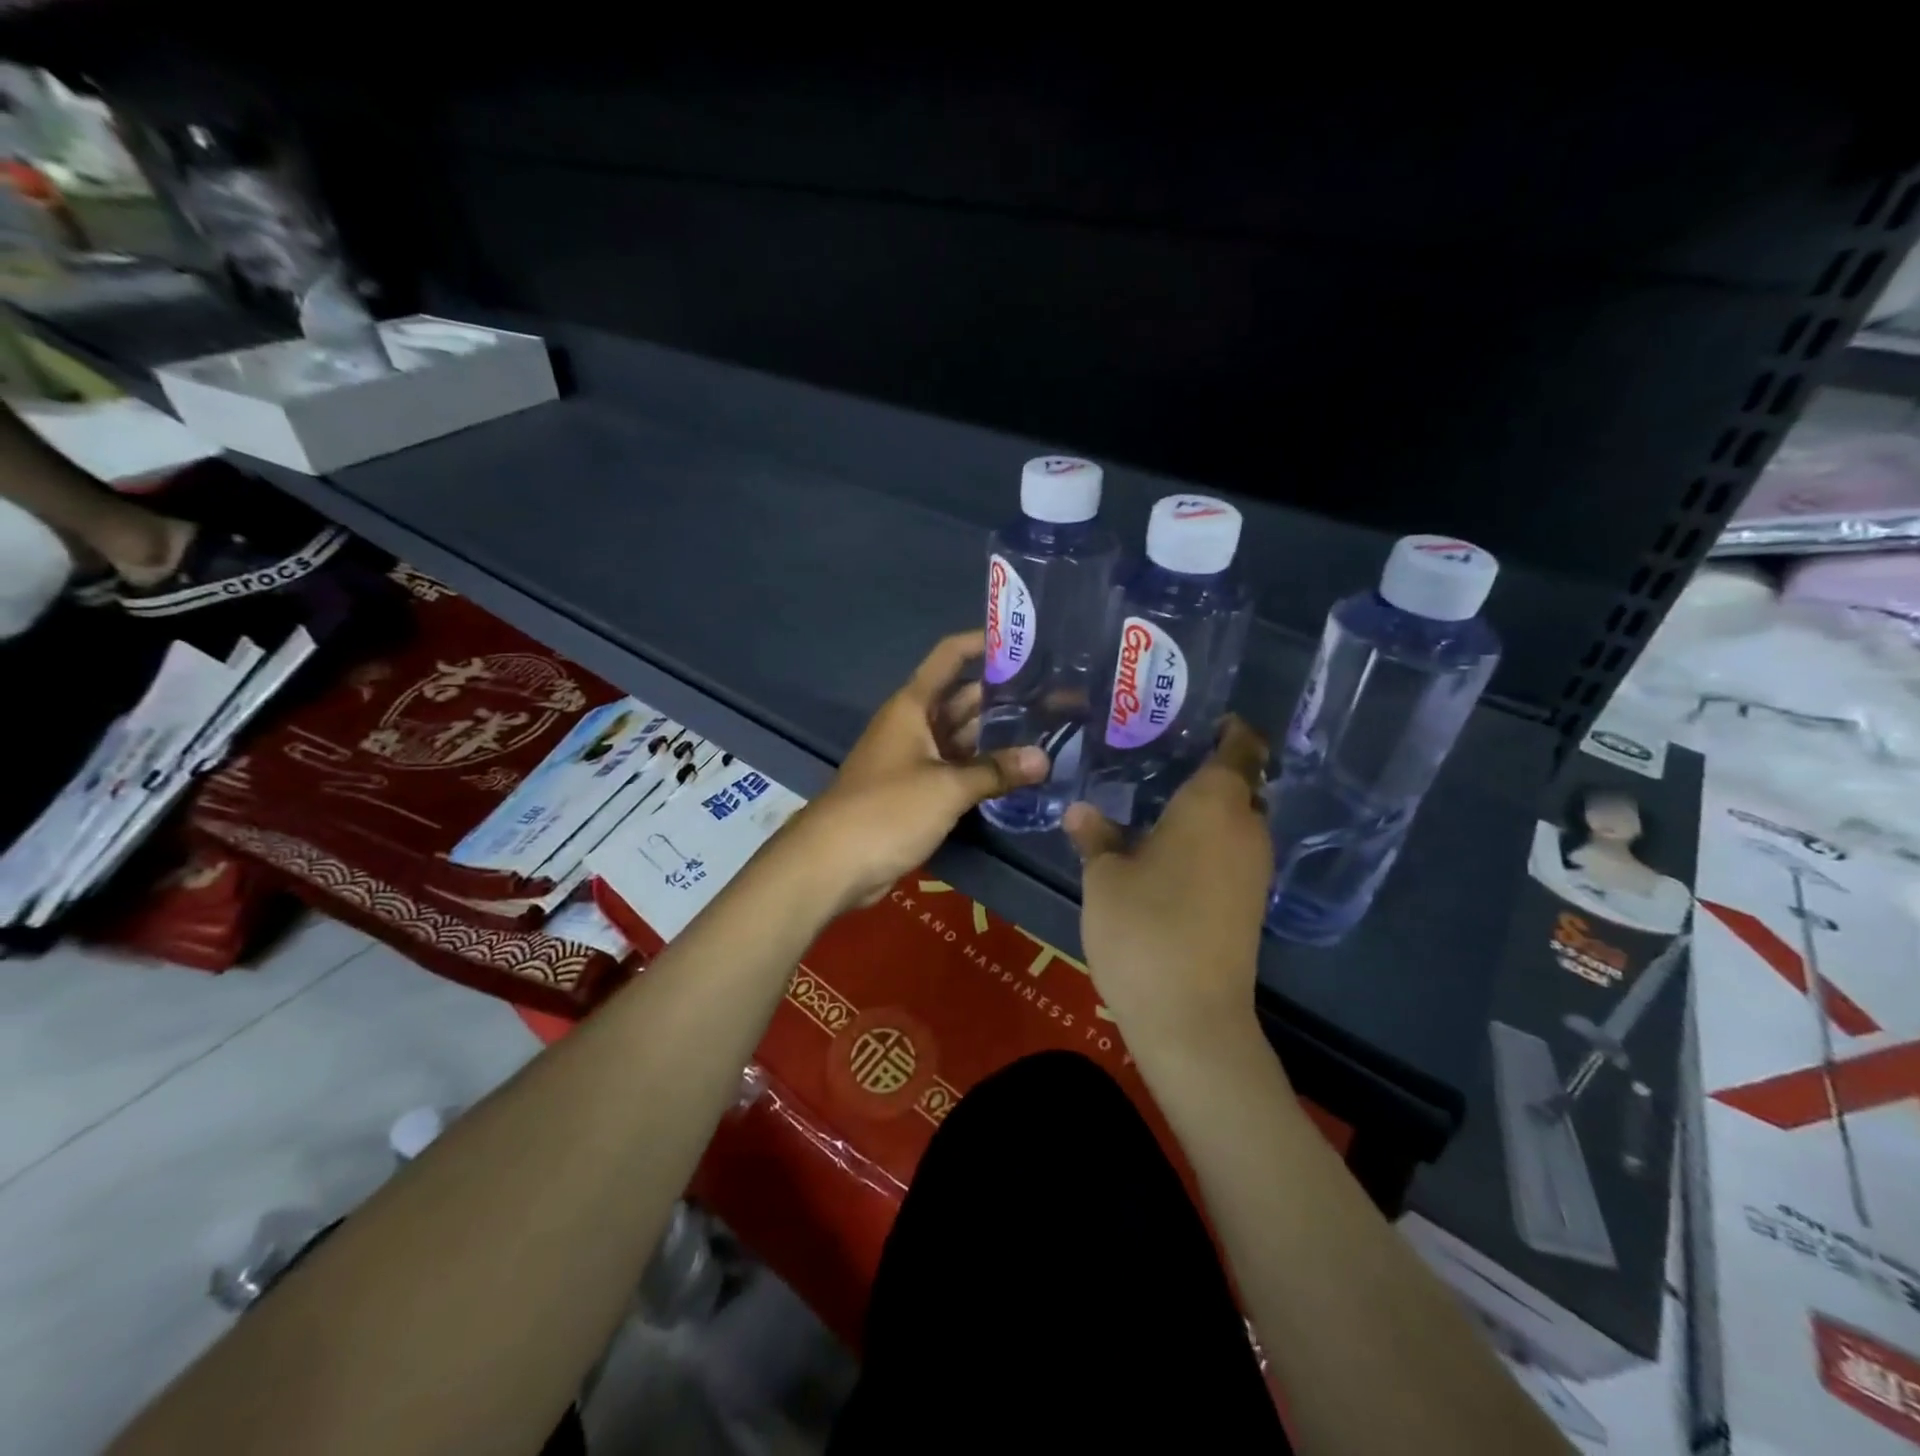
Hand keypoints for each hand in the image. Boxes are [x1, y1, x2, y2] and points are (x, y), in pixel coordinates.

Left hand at [790, 631, 1047, 912]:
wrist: (833, 862)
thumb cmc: (887, 810)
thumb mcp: (946, 788)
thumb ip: (995, 771)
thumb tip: (1042, 760)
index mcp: (913, 707)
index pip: (948, 658)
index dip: (981, 644)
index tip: (1023, 643)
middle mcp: (914, 725)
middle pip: (962, 699)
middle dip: (1003, 696)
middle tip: (1055, 696)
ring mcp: (915, 759)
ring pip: (961, 737)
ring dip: (996, 736)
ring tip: (1047, 731)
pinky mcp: (917, 792)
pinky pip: (956, 769)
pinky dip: (982, 769)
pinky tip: (1018, 772)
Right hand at [1064, 717, 1272, 1056]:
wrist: (1191, 1016)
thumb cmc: (1144, 928)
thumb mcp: (1105, 877)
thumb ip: (1096, 836)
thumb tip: (1080, 809)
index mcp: (1215, 805)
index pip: (1241, 746)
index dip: (1229, 728)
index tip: (1198, 719)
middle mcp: (1247, 827)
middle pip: (1241, 782)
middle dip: (1209, 768)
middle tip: (1159, 758)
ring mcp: (1254, 868)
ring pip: (1238, 818)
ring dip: (1208, 807)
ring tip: (1157, 801)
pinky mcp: (1250, 902)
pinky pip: (1234, 850)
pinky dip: (1210, 839)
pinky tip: (1168, 849)